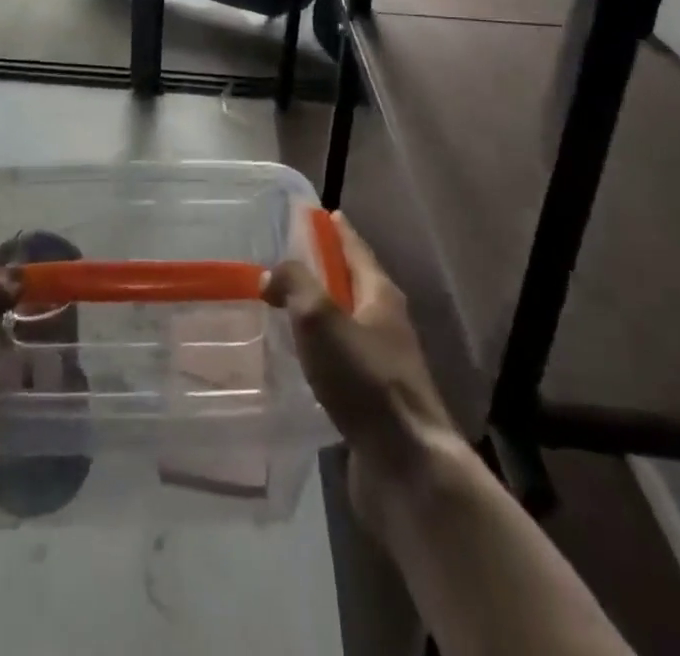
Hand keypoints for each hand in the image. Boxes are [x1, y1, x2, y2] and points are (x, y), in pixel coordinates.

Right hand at [265, 214, 462, 536]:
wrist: (407, 466)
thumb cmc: (365, 380)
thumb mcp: (321, 319)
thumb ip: (294, 285)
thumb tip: (273, 274)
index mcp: (381, 295)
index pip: (356, 249)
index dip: (337, 230)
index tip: (319, 213)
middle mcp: (386, 324)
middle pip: (353, 284)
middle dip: (325, 270)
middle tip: (287, 260)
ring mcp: (383, 364)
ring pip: (346, 325)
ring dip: (319, 313)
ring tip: (283, 308)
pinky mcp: (373, 401)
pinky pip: (341, 362)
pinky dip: (320, 352)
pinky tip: (298, 362)